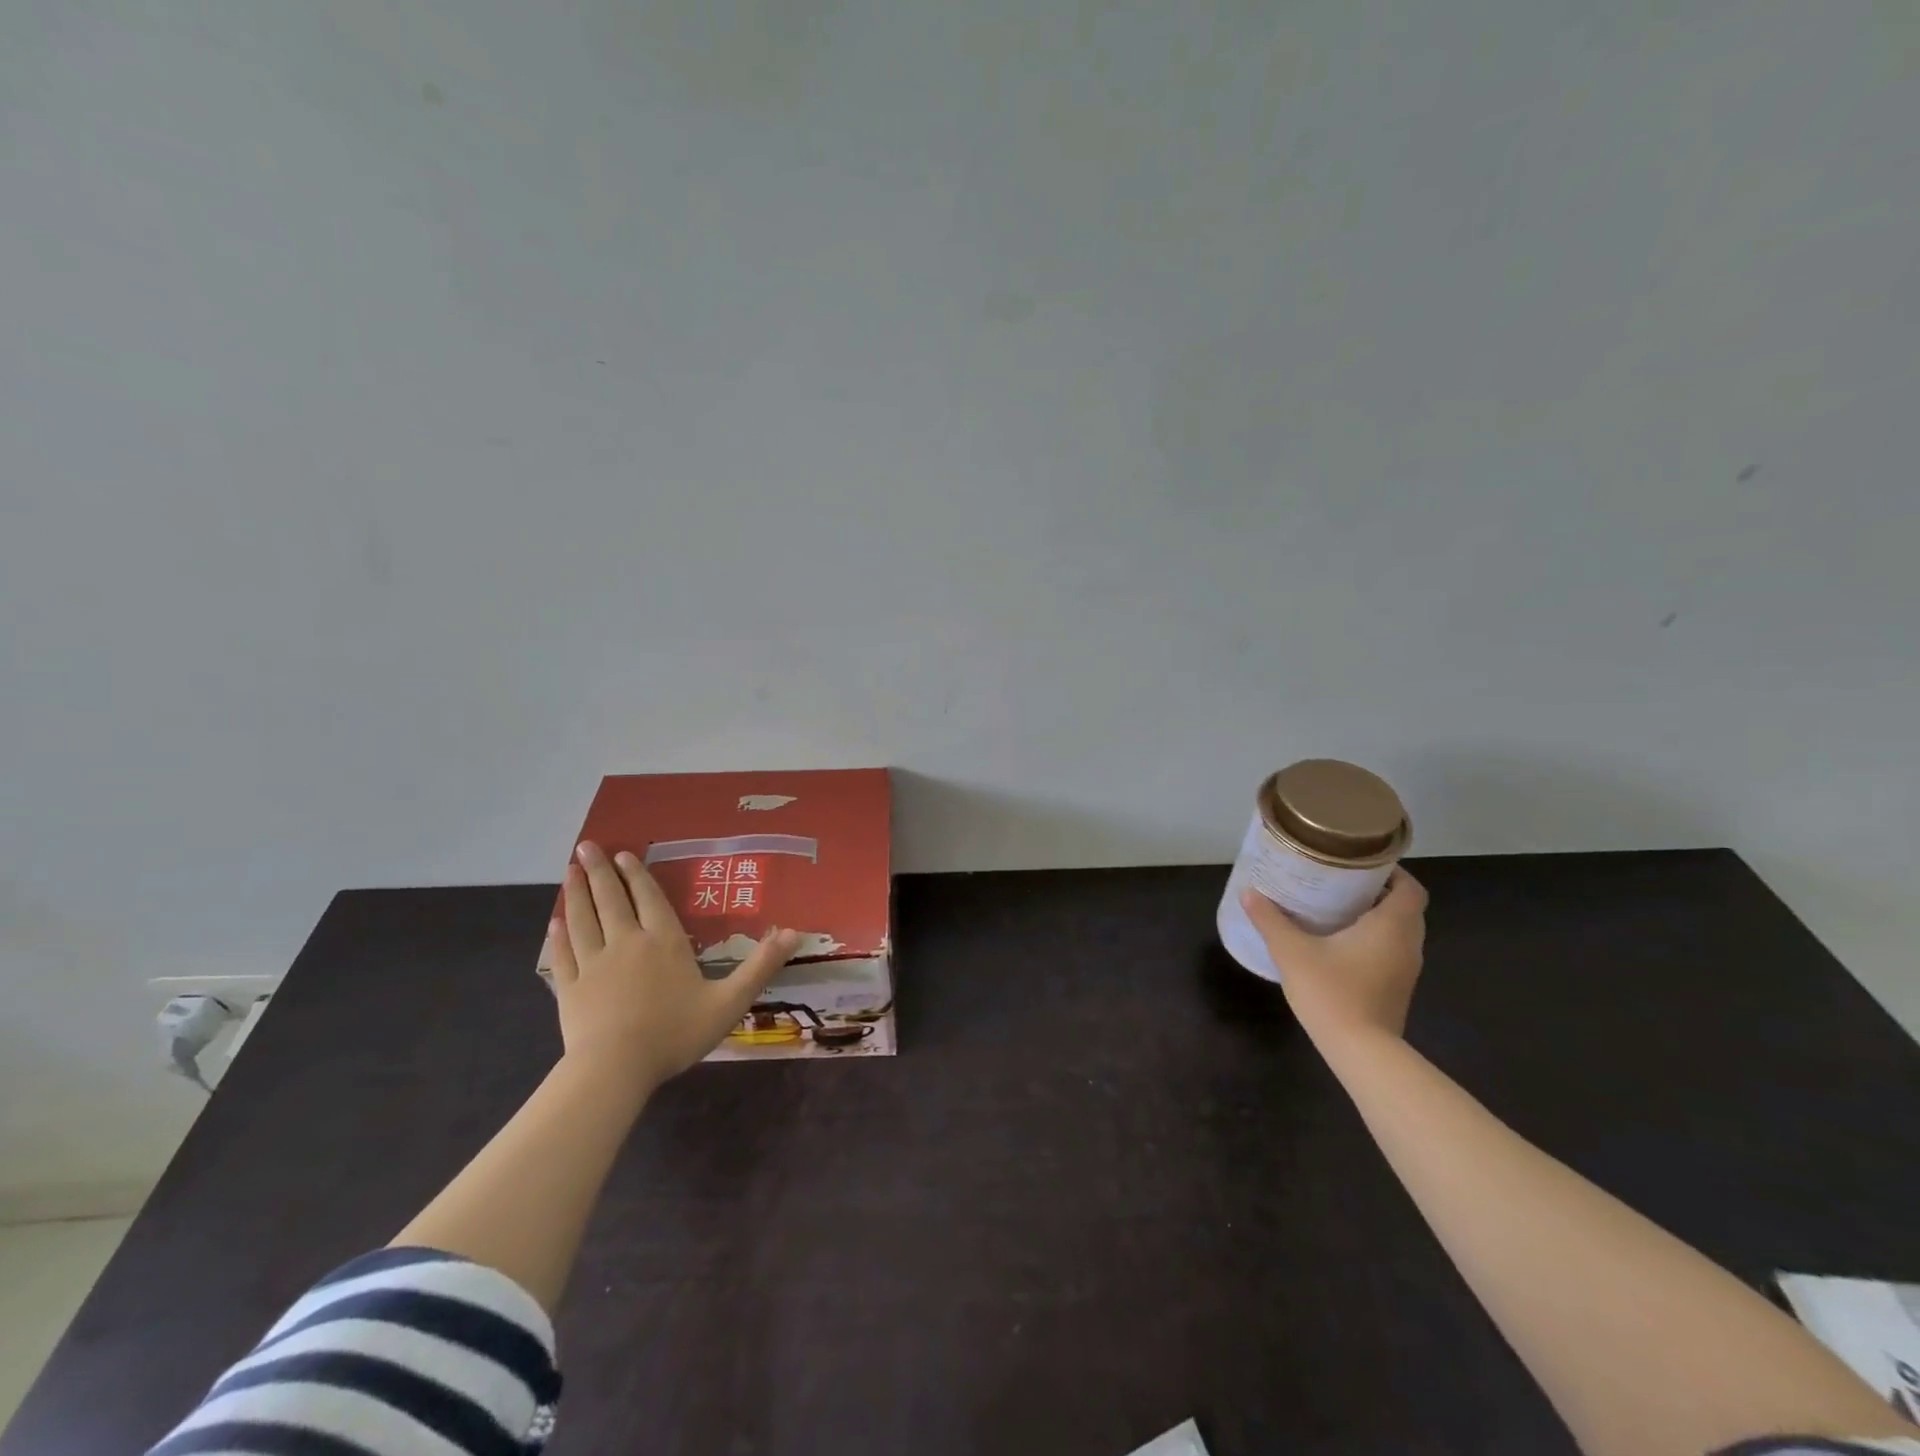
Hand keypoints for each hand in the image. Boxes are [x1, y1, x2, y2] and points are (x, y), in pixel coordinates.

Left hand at [547, 841, 799, 1091]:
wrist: (615, 1069)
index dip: (636, 875)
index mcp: (664, 941)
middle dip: (599, 871)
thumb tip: (795, 932)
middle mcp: (626, 942)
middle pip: (610, 900)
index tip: (622, 854)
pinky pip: (564, 953)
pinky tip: (555, 921)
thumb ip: (761, 966)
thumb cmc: (675, 1033)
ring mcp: (593, 964)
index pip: (648, 898)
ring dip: (576, 892)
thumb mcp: (730, 1001)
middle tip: (586, 846)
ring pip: (583, 919)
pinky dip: (559, 934)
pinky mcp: (570, 988)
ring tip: (570, 870)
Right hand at [1240, 869, 1428, 1046]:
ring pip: (1399, 931)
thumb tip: (1248, 893)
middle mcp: (1407, 944)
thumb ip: (1270, 920)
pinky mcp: (1397, 988)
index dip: (1392, 872)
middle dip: (1378, 891)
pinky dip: (1374, 939)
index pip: (1410, 888)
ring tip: (1337, 907)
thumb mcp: (1292, 951)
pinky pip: (1391, 950)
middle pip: (1405, 907)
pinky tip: (1340, 942)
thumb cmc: (1333, 991)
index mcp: (1392, 925)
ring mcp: (1406, 970)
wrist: (1361, 1052)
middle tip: (1341, 881)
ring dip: (1376, 916)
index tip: (1360, 863)